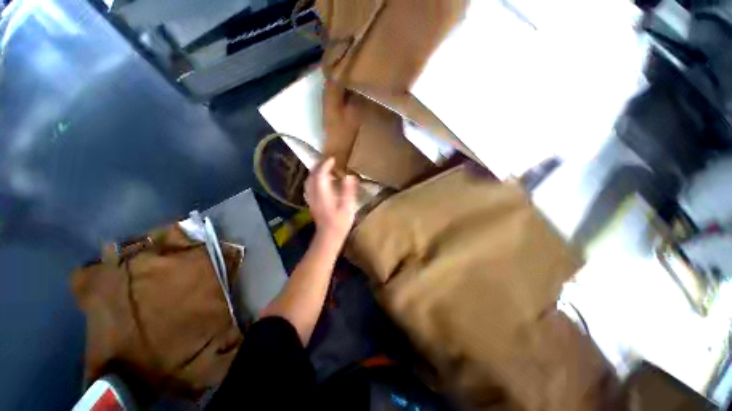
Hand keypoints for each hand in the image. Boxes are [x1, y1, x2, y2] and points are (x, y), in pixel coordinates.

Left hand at [304, 158, 357, 243]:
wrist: (328, 237)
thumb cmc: (340, 224)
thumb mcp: (348, 207)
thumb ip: (348, 191)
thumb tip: (349, 176)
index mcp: (323, 194)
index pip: (320, 174)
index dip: (325, 165)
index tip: (332, 159)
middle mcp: (314, 195)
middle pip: (312, 176)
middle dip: (319, 166)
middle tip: (328, 161)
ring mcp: (311, 199)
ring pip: (309, 181)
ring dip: (316, 172)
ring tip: (325, 168)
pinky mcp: (312, 203)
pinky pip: (310, 187)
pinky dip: (315, 180)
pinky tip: (322, 181)